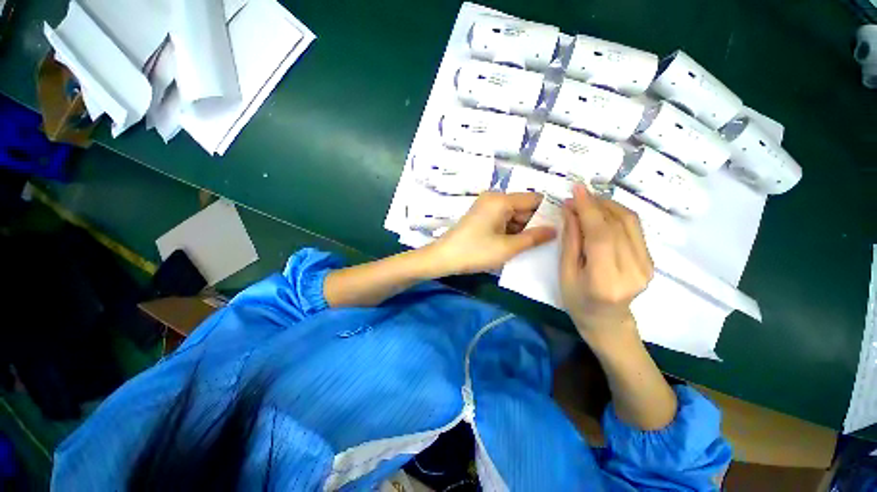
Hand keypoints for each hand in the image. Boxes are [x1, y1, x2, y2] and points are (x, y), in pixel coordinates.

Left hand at [428, 191, 555, 275]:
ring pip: (513, 215)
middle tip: (554, 239)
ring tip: (539, 244)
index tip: (563, 226)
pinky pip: (503, 220)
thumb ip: (534, 238)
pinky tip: (520, 243)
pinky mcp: (481, 217)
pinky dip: (511, 230)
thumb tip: (555, 230)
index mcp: (501, 200)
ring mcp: (486, 207)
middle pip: (523, 207)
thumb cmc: (475, 251)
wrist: (443, 258)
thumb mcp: (507, 247)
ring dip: (524, 228)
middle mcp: (494, 198)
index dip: (549, 212)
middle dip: (536, 222)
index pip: (534, 199)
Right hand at [559, 184, 653, 344]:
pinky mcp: (651, 260)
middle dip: (595, 204)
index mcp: (605, 280)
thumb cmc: (577, 301)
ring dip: (608, 206)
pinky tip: (602, 212)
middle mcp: (633, 271)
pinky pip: (634, 229)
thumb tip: (571, 211)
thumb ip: (571, 241)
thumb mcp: (565, 272)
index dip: (588, 209)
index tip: (577, 189)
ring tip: (588, 201)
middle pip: (617, 225)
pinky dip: (617, 215)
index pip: (600, 235)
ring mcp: (646, 266)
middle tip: (577, 196)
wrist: (607, 321)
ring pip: (630, 222)